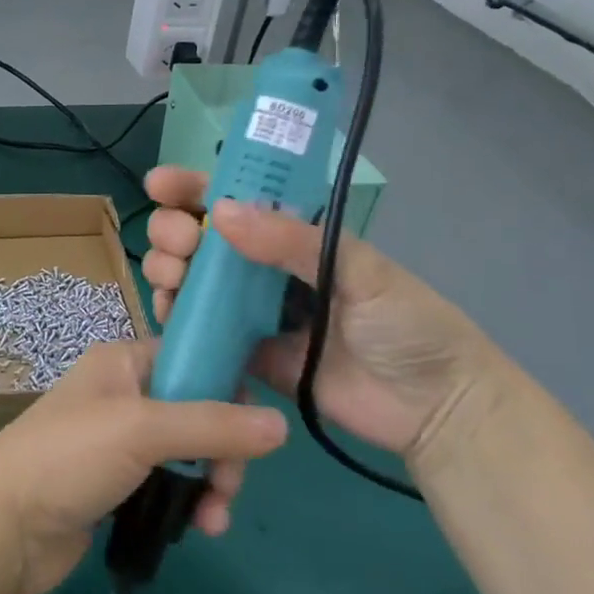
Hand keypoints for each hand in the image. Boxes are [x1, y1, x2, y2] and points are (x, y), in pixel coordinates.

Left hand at [0, 339, 287, 593]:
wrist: (2, 528)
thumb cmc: (69, 457)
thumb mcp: (143, 429)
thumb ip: (213, 425)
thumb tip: (281, 424)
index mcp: (124, 362)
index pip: (192, 358)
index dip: (228, 387)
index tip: (256, 426)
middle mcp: (124, 395)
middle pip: (198, 410)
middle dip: (222, 449)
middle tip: (227, 485)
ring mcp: (120, 443)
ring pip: (188, 453)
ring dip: (211, 482)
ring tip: (213, 519)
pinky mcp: (117, 486)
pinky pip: (170, 484)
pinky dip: (189, 502)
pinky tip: (199, 528)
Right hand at [140, 166, 502, 458]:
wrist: (434, 409)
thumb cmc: (409, 325)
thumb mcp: (361, 271)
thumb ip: (291, 242)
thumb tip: (220, 213)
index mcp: (296, 236)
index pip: (238, 199)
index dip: (195, 187)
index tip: (158, 184)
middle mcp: (268, 268)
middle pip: (204, 238)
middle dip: (175, 230)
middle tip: (178, 243)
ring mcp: (255, 312)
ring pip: (195, 281)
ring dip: (169, 270)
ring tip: (170, 279)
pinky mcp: (248, 355)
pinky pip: (203, 331)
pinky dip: (178, 319)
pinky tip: (169, 314)